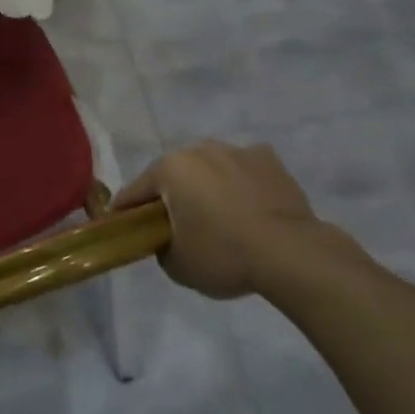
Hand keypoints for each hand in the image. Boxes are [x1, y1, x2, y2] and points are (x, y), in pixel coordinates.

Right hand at [115, 140, 350, 299]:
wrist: (291, 253)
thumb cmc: (224, 254)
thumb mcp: (177, 264)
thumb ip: (160, 245)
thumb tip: (165, 238)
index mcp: (170, 168)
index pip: (136, 191)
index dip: (126, 211)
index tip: (123, 226)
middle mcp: (199, 149)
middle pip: (174, 175)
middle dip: (171, 196)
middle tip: (175, 225)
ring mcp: (237, 150)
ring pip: (210, 169)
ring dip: (207, 187)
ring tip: (218, 218)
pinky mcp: (269, 160)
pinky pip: (244, 171)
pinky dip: (241, 185)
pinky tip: (249, 208)